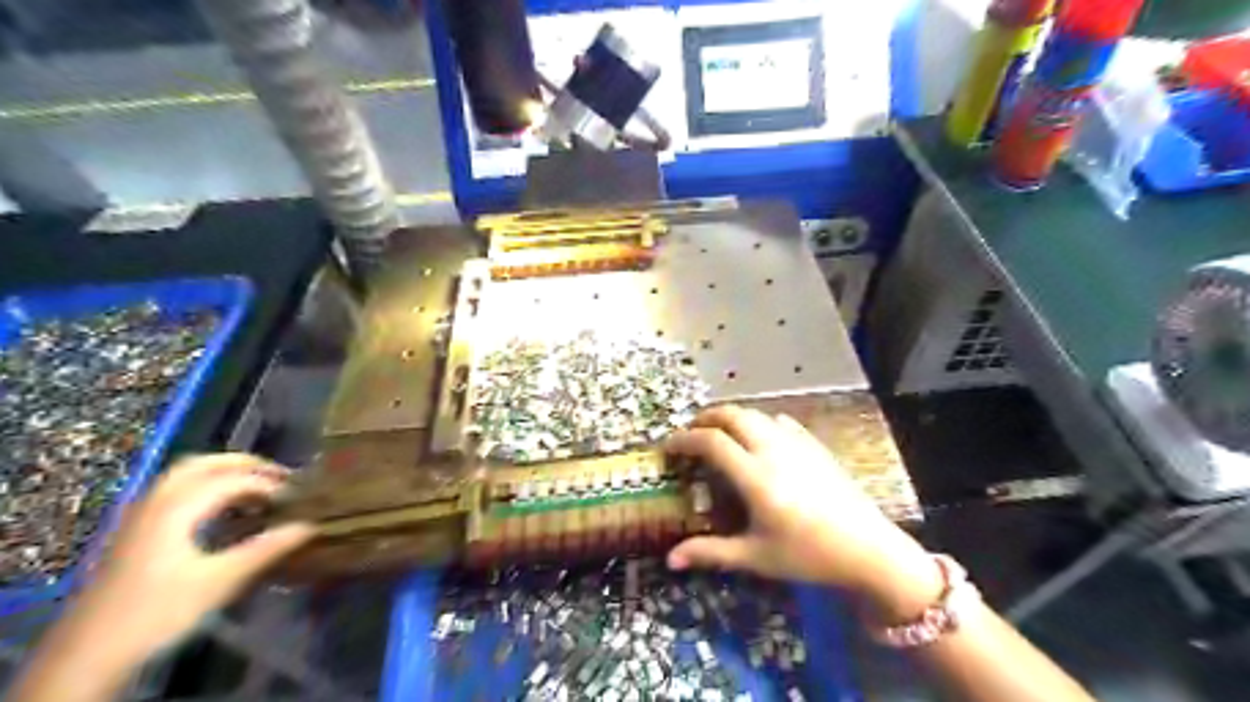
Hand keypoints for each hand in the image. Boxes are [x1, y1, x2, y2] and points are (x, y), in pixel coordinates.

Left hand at [69, 455, 316, 662]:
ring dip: (223, 475)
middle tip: (280, 477)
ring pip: (184, 477)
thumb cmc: (157, 613)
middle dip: (245, 465)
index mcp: (177, 508)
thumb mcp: (219, 582)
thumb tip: (310, 526)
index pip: (233, 479)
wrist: (85, 657)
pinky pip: (174, 494)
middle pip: (203, 464)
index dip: (270, 484)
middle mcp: (155, 503)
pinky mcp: (133, 535)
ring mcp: (139, 518)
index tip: (300, 498)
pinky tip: (222, 514)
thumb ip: (266, 550)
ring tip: (256, 491)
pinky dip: (205, 490)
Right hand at [670, 407, 943, 618]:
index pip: (711, 442)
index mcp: (755, 477)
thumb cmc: (808, 556)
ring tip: (721, 434)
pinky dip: (760, 423)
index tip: (669, 447)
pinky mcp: (815, 446)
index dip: (684, 439)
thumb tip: (671, 558)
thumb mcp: (755, 557)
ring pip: (757, 414)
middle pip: (733, 415)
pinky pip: (781, 422)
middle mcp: (773, 451)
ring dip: (732, 417)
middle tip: (691, 433)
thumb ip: (711, 553)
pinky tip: (760, 439)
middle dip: (706, 417)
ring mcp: (797, 444)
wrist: (869, 550)